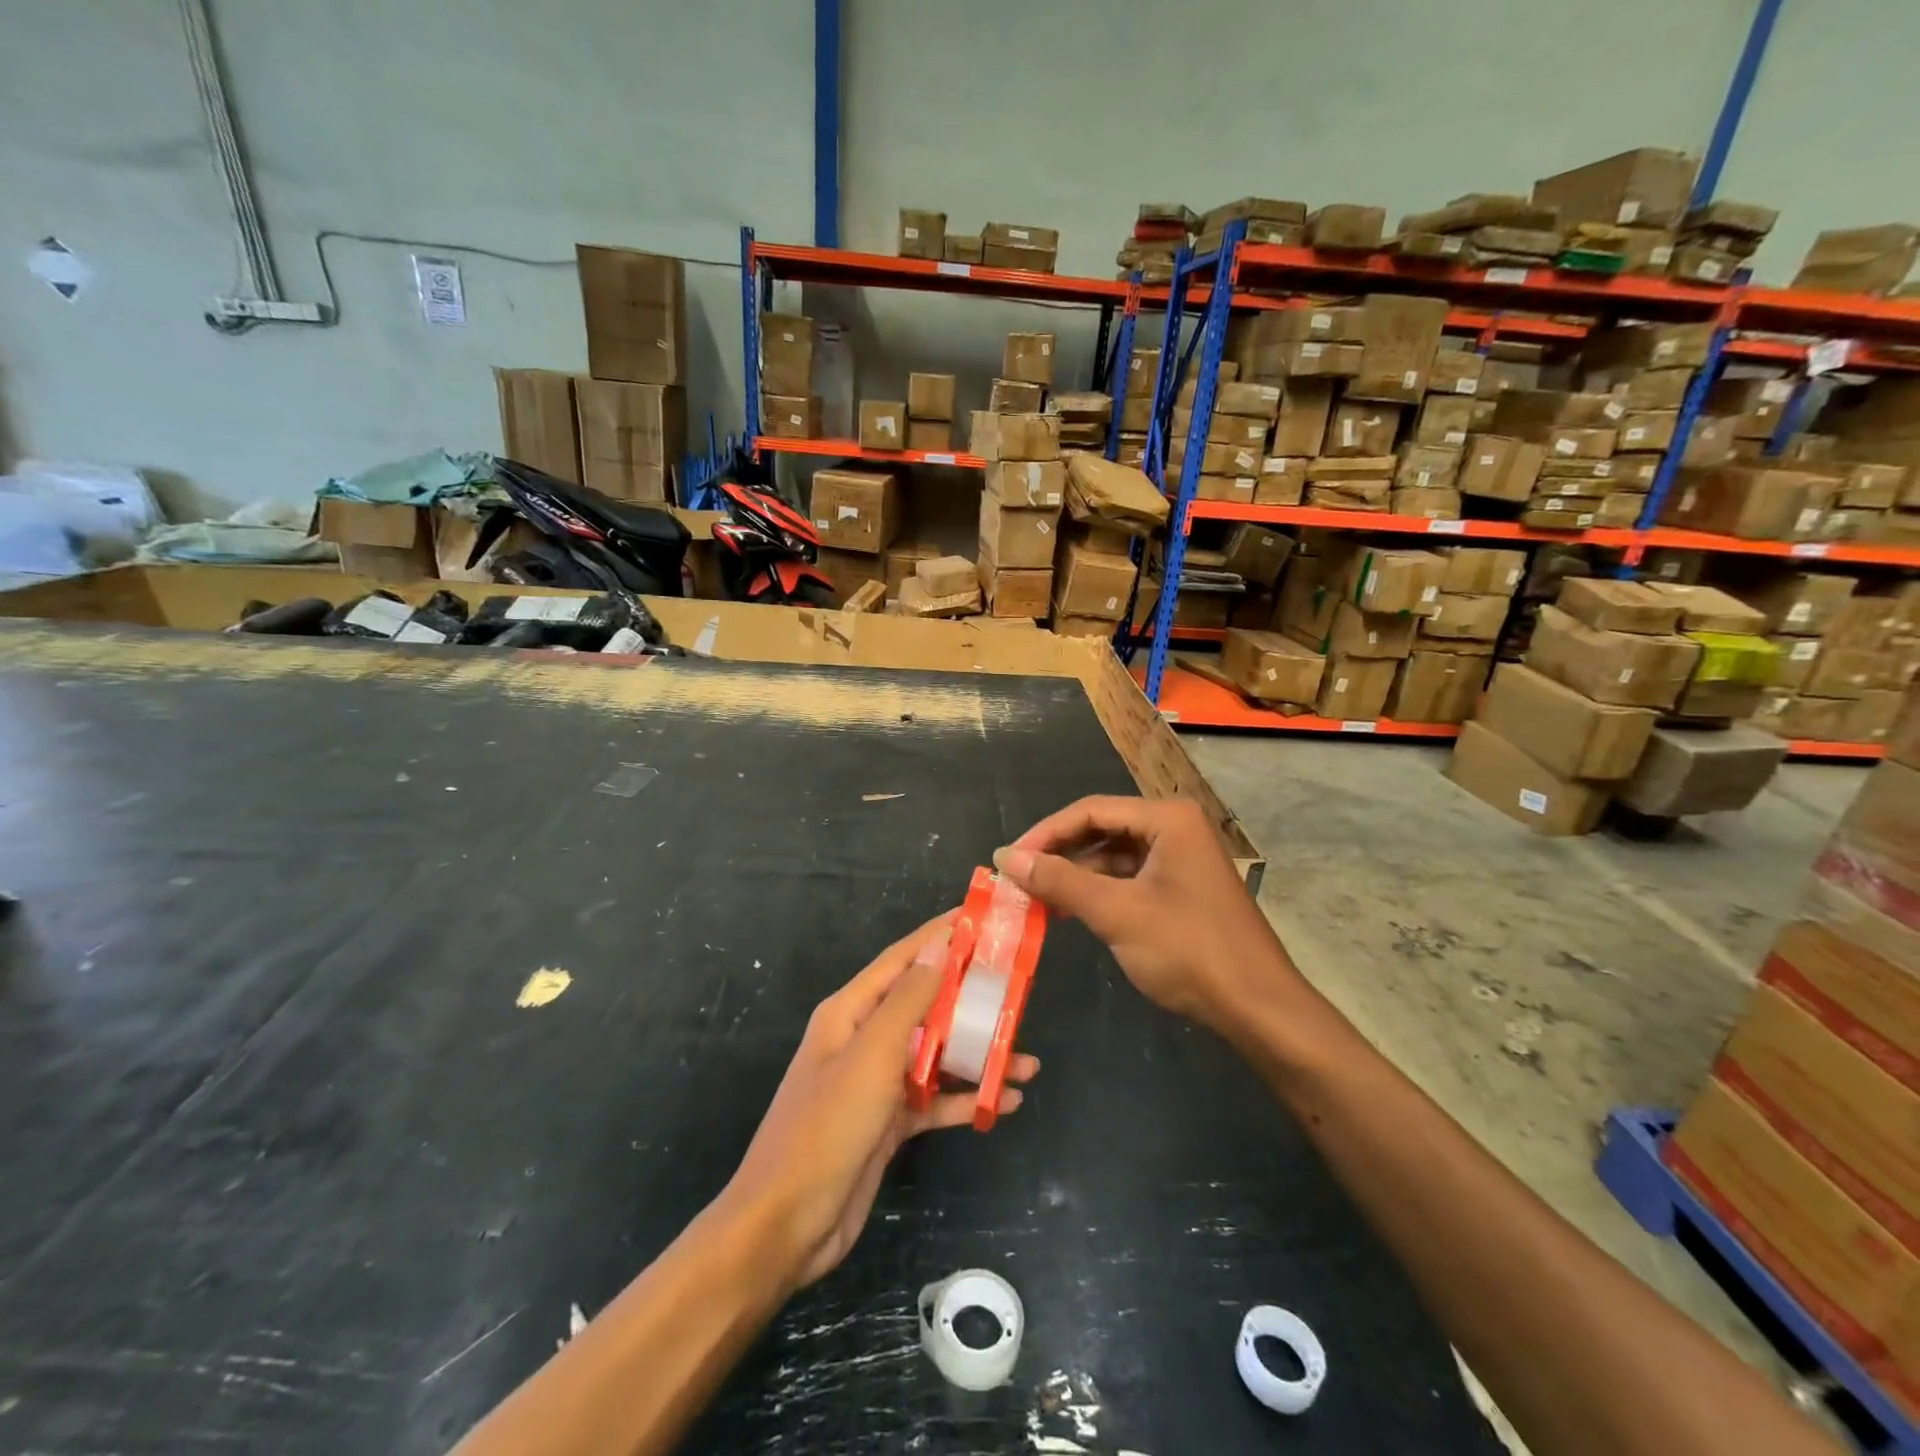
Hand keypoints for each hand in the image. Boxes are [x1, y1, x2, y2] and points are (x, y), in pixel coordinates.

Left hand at [729, 914, 1039, 1290]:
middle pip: (926, 1005)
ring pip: (937, 1054)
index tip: (981, 918)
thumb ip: (909, 999)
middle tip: (1019, 989)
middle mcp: (865, 1038)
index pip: (903, 958)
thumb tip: (939, 944)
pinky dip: (967, 1097)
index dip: (940, 935)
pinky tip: (1005, 1102)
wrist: (786, 1227)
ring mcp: (877, 1082)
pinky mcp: (890, 1122)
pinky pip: (936, 1099)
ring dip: (978, 1055)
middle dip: (970, 997)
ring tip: (1027, 1060)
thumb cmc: (827, 1127)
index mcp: (851, 1011)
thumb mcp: (872, 1054)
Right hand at [993, 796, 1296, 1031]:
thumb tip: (1006, 857)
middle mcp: (1175, 827)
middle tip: (1018, 878)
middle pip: (1102, 828)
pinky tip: (1070, 910)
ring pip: (1113, 855)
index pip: (1091, 810)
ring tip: (1036, 897)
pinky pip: (1129, 877)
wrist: (1259, 1008)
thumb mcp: (1117, 913)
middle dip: (1059, 853)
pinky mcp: (1181, 887)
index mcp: (1167, 818)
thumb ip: (1060, 881)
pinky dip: (1099, 891)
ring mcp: (1181, 858)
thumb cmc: (1189, 950)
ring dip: (1076, 874)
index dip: (1045, 833)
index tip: (1008, 859)